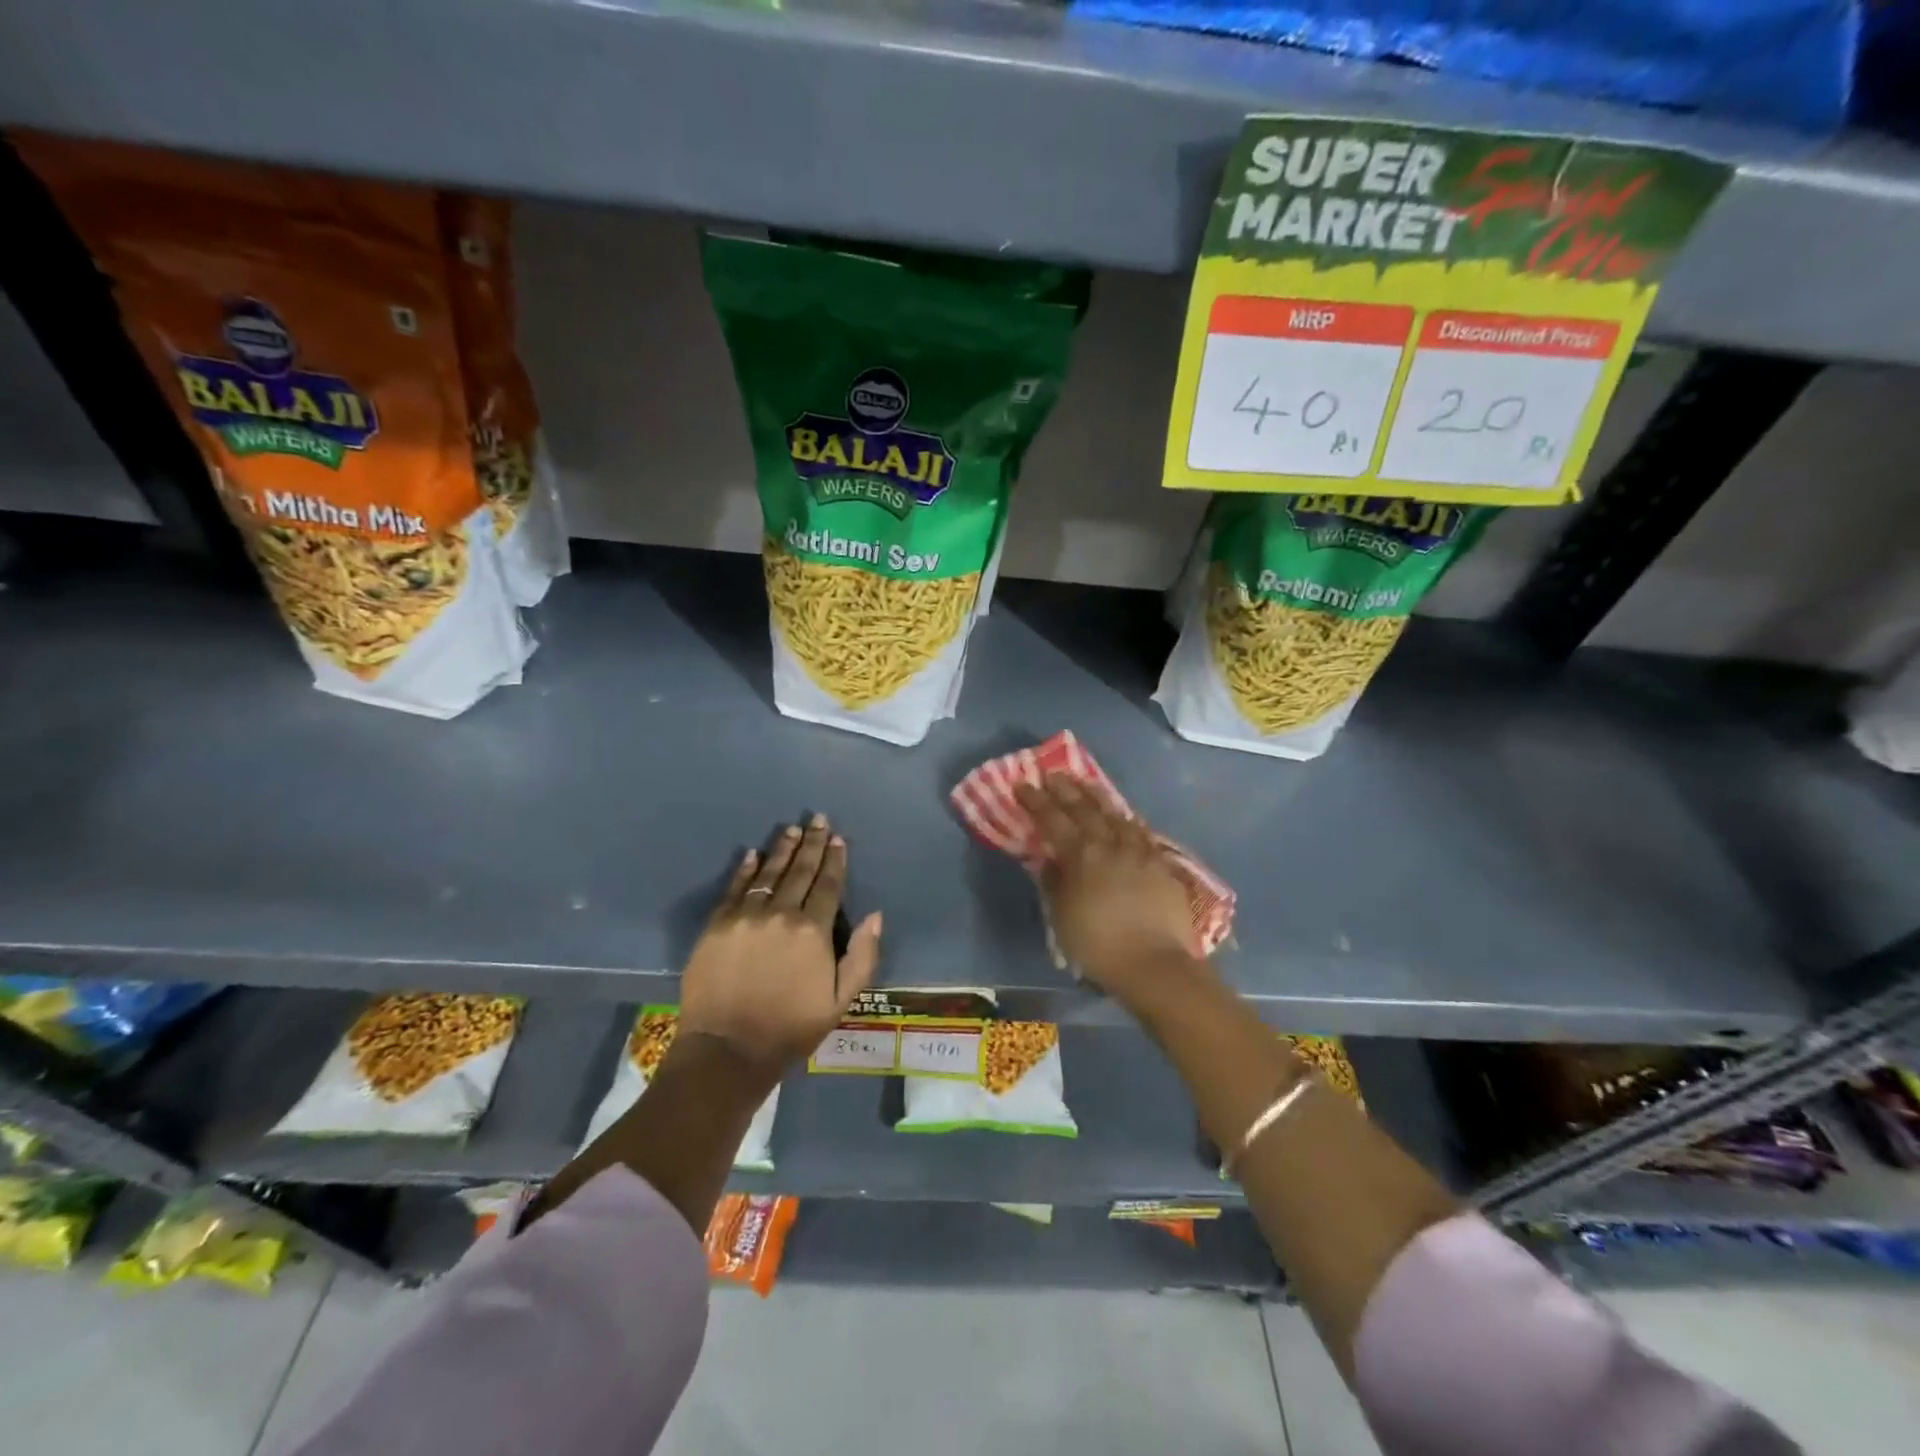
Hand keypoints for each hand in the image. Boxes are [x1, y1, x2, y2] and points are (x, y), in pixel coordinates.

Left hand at [678, 813, 882, 1077]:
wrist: (727, 1049)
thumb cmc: (791, 1027)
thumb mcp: (840, 1000)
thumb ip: (862, 956)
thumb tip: (875, 915)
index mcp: (813, 931)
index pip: (828, 885)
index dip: (835, 860)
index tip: (839, 838)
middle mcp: (781, 914)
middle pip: (800, 871)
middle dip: (812, 843)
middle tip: (818, 819)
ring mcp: (746, 916)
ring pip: (769, 873)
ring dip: (782, 849)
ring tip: (792, 829)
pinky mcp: (717, 925)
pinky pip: (735, 888)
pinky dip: (745, 869)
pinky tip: (752, 854)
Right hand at [1013, 775, 1201, 1000]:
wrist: (1155, 964)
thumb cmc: (1098, 945)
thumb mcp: (1062, 916)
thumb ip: (1054, 882)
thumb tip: (1048, 859)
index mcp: (1081, 855)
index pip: (1053, 819)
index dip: (1036, 801)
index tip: (1022, 785)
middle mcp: (1110, 844)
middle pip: (1085, 809)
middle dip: (1066, 790)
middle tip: (1053, 774)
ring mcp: (1140, 852)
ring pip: (1117, 815)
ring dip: (1098, 798)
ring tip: (1087, 786)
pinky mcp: (1162, 864)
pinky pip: (1142, 833)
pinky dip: (1128, 821)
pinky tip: (1126, 818)